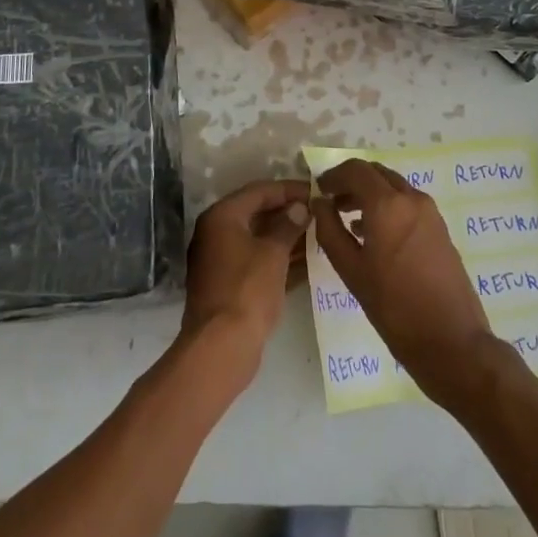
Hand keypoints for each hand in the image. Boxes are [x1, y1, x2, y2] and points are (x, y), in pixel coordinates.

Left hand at [180, 180, 311, 391]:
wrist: (221, 347)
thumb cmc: (247, 290)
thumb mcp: (273, 253)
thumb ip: (288, 225)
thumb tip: (299, 207)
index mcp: (222, 217)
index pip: (259, 191)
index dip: (289, 189)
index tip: (315, 191)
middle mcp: (217, 233)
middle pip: (258, 214)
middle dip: (289, 213)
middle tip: (320, 212)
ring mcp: (222, 260)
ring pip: (259, 240)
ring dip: (287, 237)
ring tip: (320, 235)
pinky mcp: (230, 285)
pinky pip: (258, 262)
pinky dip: (280, 260)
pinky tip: (308, 262)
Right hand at [311, 160, 498, 406]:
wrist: (452, 342)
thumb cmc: (394, 308)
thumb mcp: (351, 271)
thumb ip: (330, 230)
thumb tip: (319, 203)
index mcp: (388, 204)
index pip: (355, 170)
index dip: (333, 176)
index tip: (318, 191)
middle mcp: (411, 198)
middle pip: (376, 173)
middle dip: (351, 182)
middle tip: (331, 202)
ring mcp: (430, 212)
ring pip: (393, 186)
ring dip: (370, 193)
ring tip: (348, 219)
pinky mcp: (439, 228)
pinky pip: (407, 203)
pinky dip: (387, 205)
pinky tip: (373, 234)